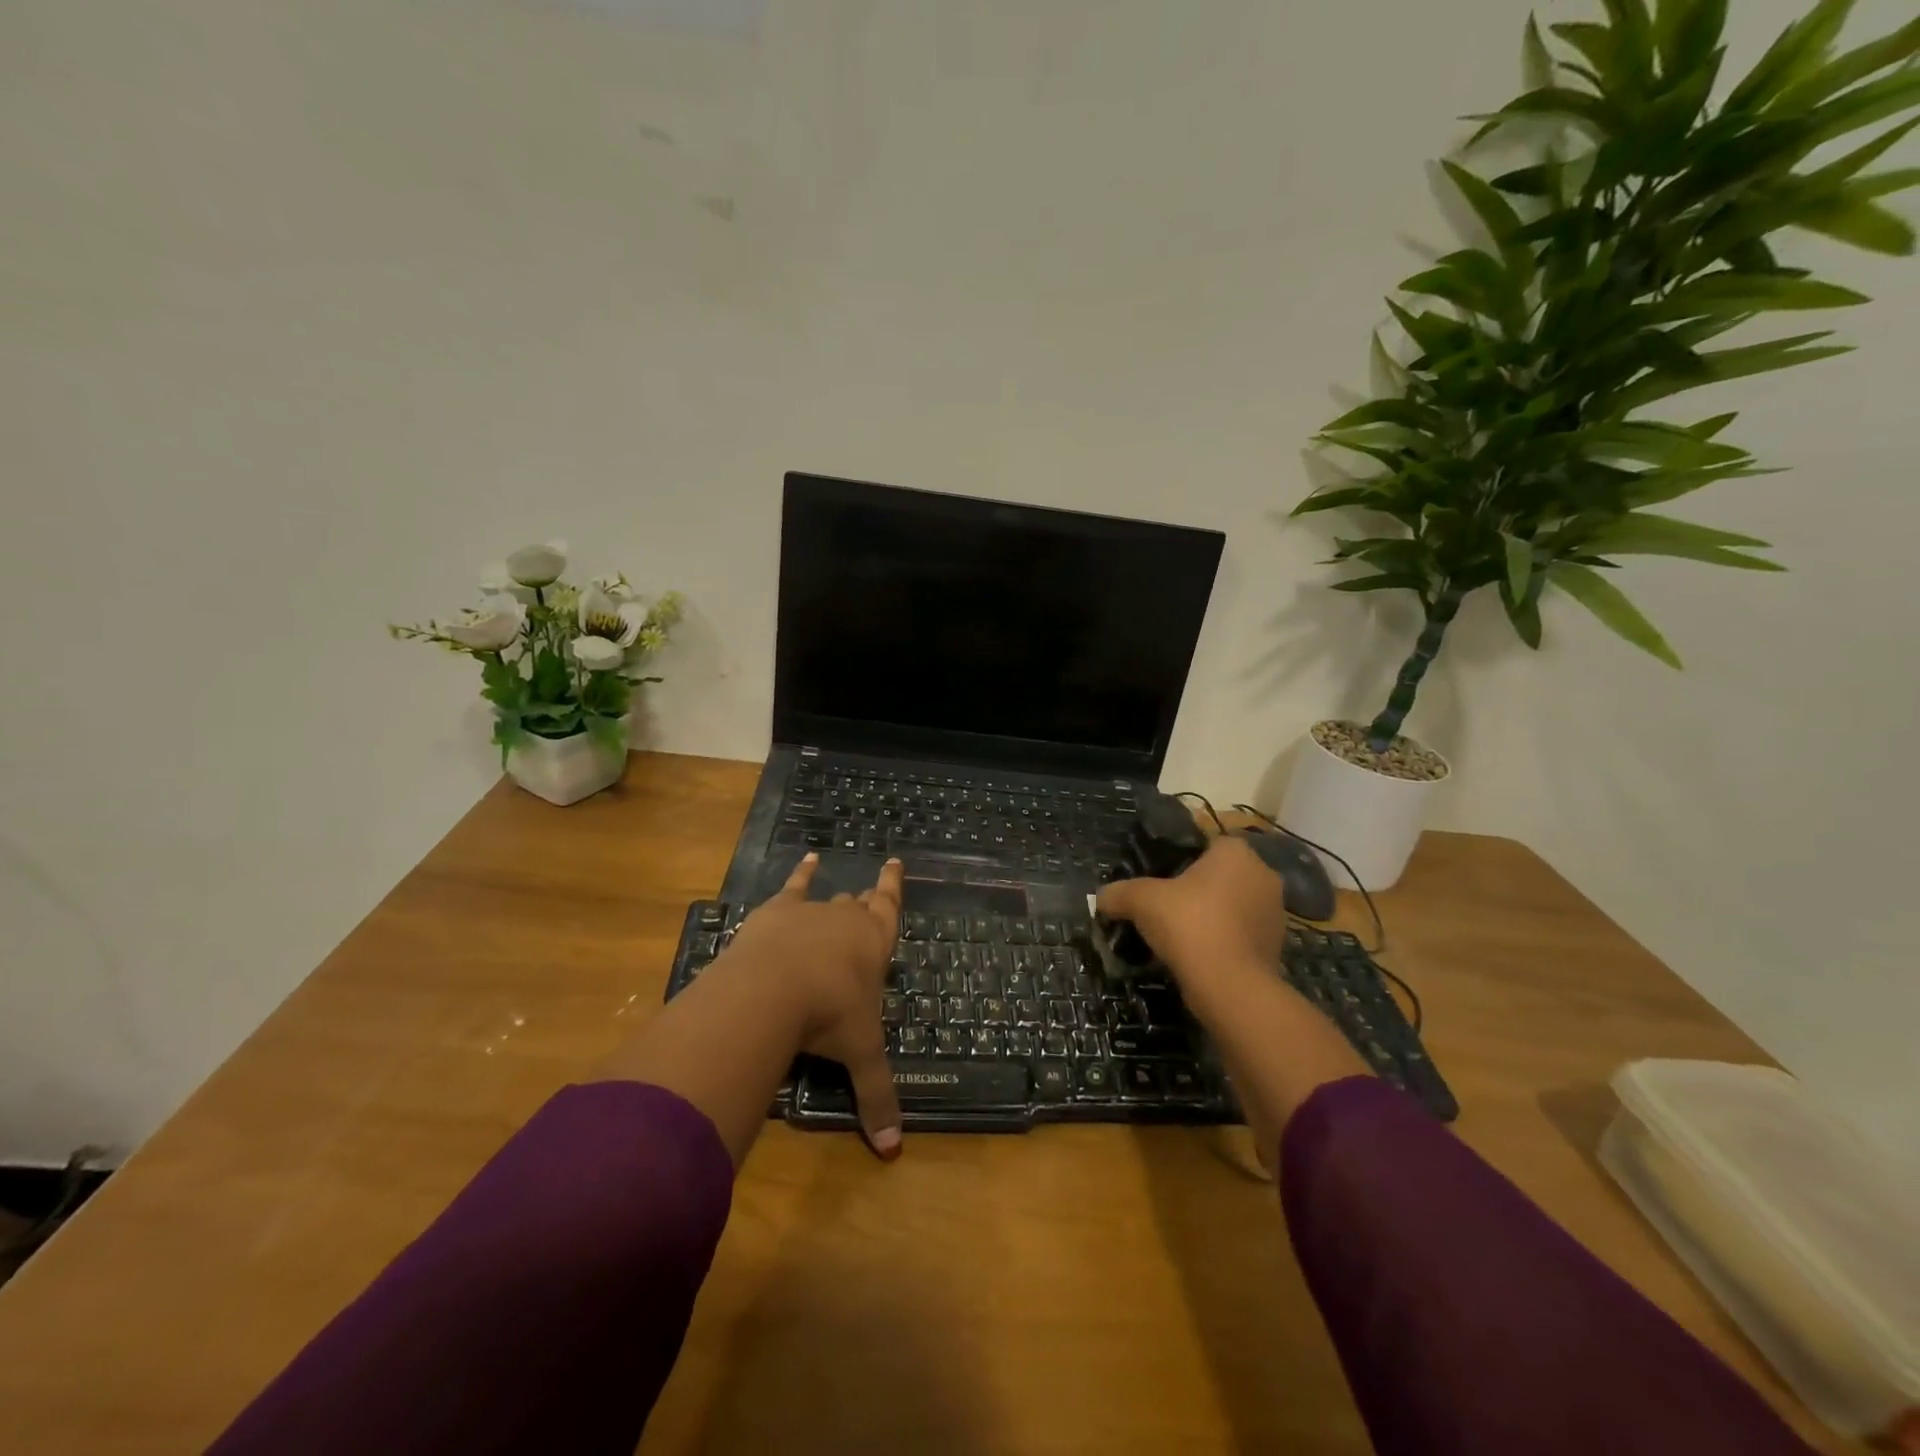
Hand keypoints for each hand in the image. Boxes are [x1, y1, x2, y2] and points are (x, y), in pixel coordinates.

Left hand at [724, 852, 904, 1158]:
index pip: (890, 909)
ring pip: (829, 900)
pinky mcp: (778, 911)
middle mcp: (848, 921)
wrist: (776, 989)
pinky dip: (801, 873)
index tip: (895, 862)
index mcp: (874, 945)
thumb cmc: (830, 1016)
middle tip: (868, 898)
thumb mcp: (859, 1055)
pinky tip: (806, 859)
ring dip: (834, 899)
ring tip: (839, 889)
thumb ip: (877, 1099)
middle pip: (859, 907)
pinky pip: (794, 887)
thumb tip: (894, 1153)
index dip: (893, 887)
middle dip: (865, 904)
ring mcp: (812, 912)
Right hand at [1096, 836, 1287, 990]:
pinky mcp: (1276, 947)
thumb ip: (1118, 893)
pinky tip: (1198, 956)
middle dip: (1197, 890)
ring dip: (1211, 916)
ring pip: (1233, 906)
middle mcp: (1262, 875)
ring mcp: (1275, 913)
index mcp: (1236, 852)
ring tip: (1179, 936)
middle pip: (1220, 875)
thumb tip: (1100, 898)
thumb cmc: (1189, 924)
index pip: (1206, 844)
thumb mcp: (1140, 901)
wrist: (1230, 986)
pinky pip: (1241, 934)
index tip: (1160, 881)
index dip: (1180, 860)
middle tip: (1166, 907)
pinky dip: (1223, 941)